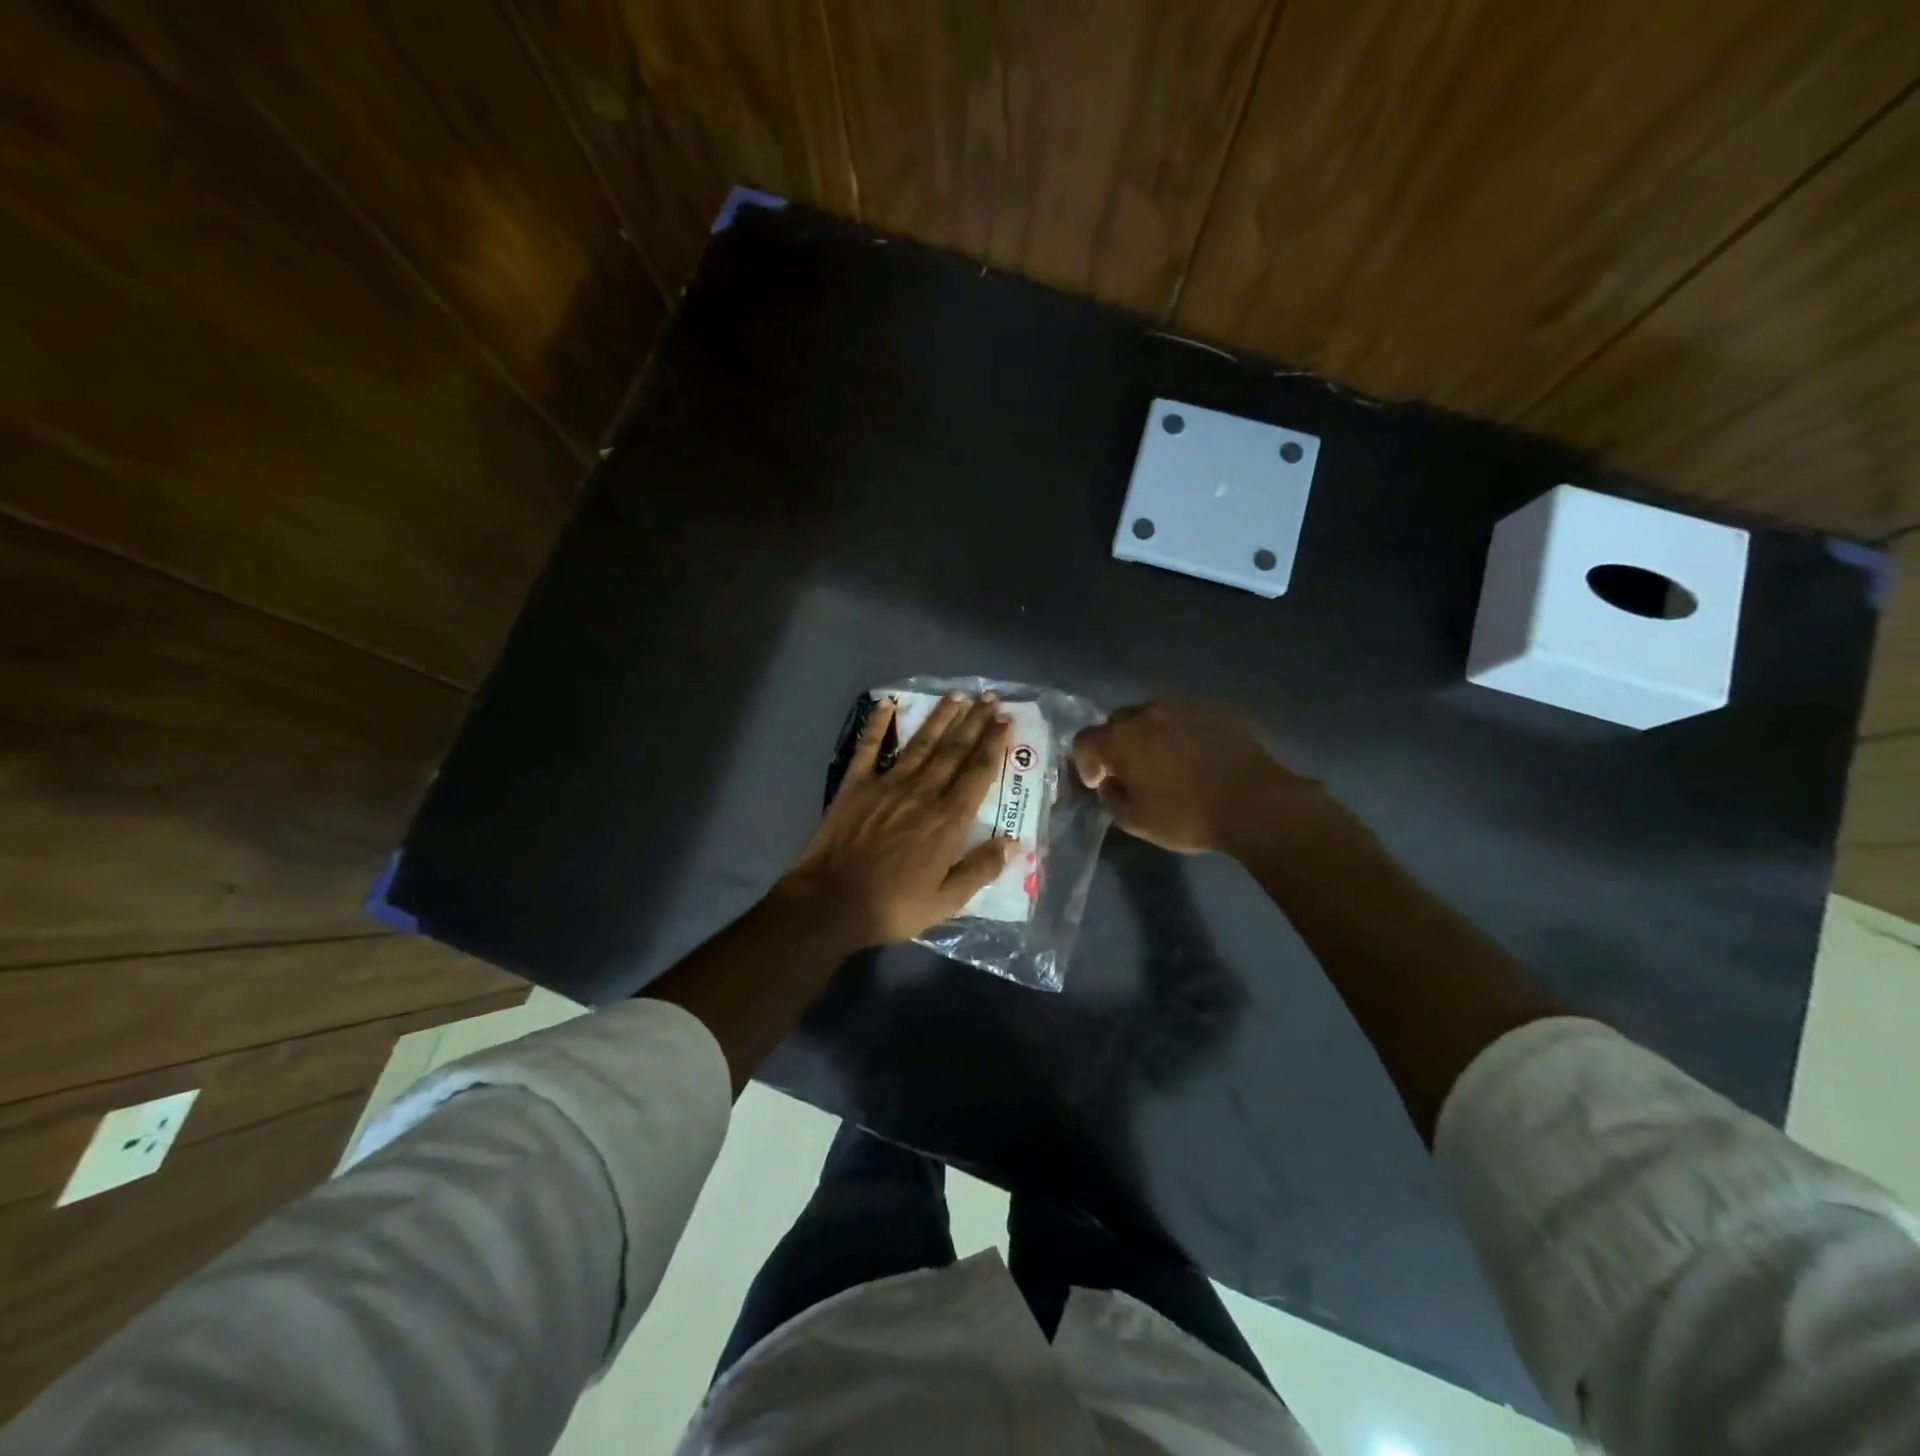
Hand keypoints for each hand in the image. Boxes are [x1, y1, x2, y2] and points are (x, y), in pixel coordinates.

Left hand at [776, 693, 1015, 946]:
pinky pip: (869, 747)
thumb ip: (981, 869)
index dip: (994, 744)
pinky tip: (887, 703)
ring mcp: (887, 784)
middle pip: (954, 750)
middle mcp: (923, 792)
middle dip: (975, 722)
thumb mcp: (947, 901)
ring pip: (921, 742)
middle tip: (990, 698)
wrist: (832, 902)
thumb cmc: (893, 906)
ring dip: (940, 716)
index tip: (1006, 720)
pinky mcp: (856, 784)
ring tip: (957, 695)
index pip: (979, 772)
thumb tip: (1013, 843)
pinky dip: (877, 723)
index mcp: (948, 820)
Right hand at [1071, 699, 1313, 854]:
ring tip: (1164, 761)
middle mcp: (1148, 713)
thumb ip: (1111, 798)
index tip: (1098, 783)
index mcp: (1122, 738)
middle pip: (1117, 722)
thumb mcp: (1136, 821)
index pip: (1085, 740)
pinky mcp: (1215, 710)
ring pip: (1152, 715)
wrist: (1255, 803)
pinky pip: (1185, 718)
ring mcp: (1184, 706)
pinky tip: (1195, 757)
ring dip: (1148, 735)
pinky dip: (1180, 733)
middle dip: (1116, 745)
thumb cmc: (1187, 816)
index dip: (1085, 762)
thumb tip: (1110, 783)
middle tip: (1129, 772)